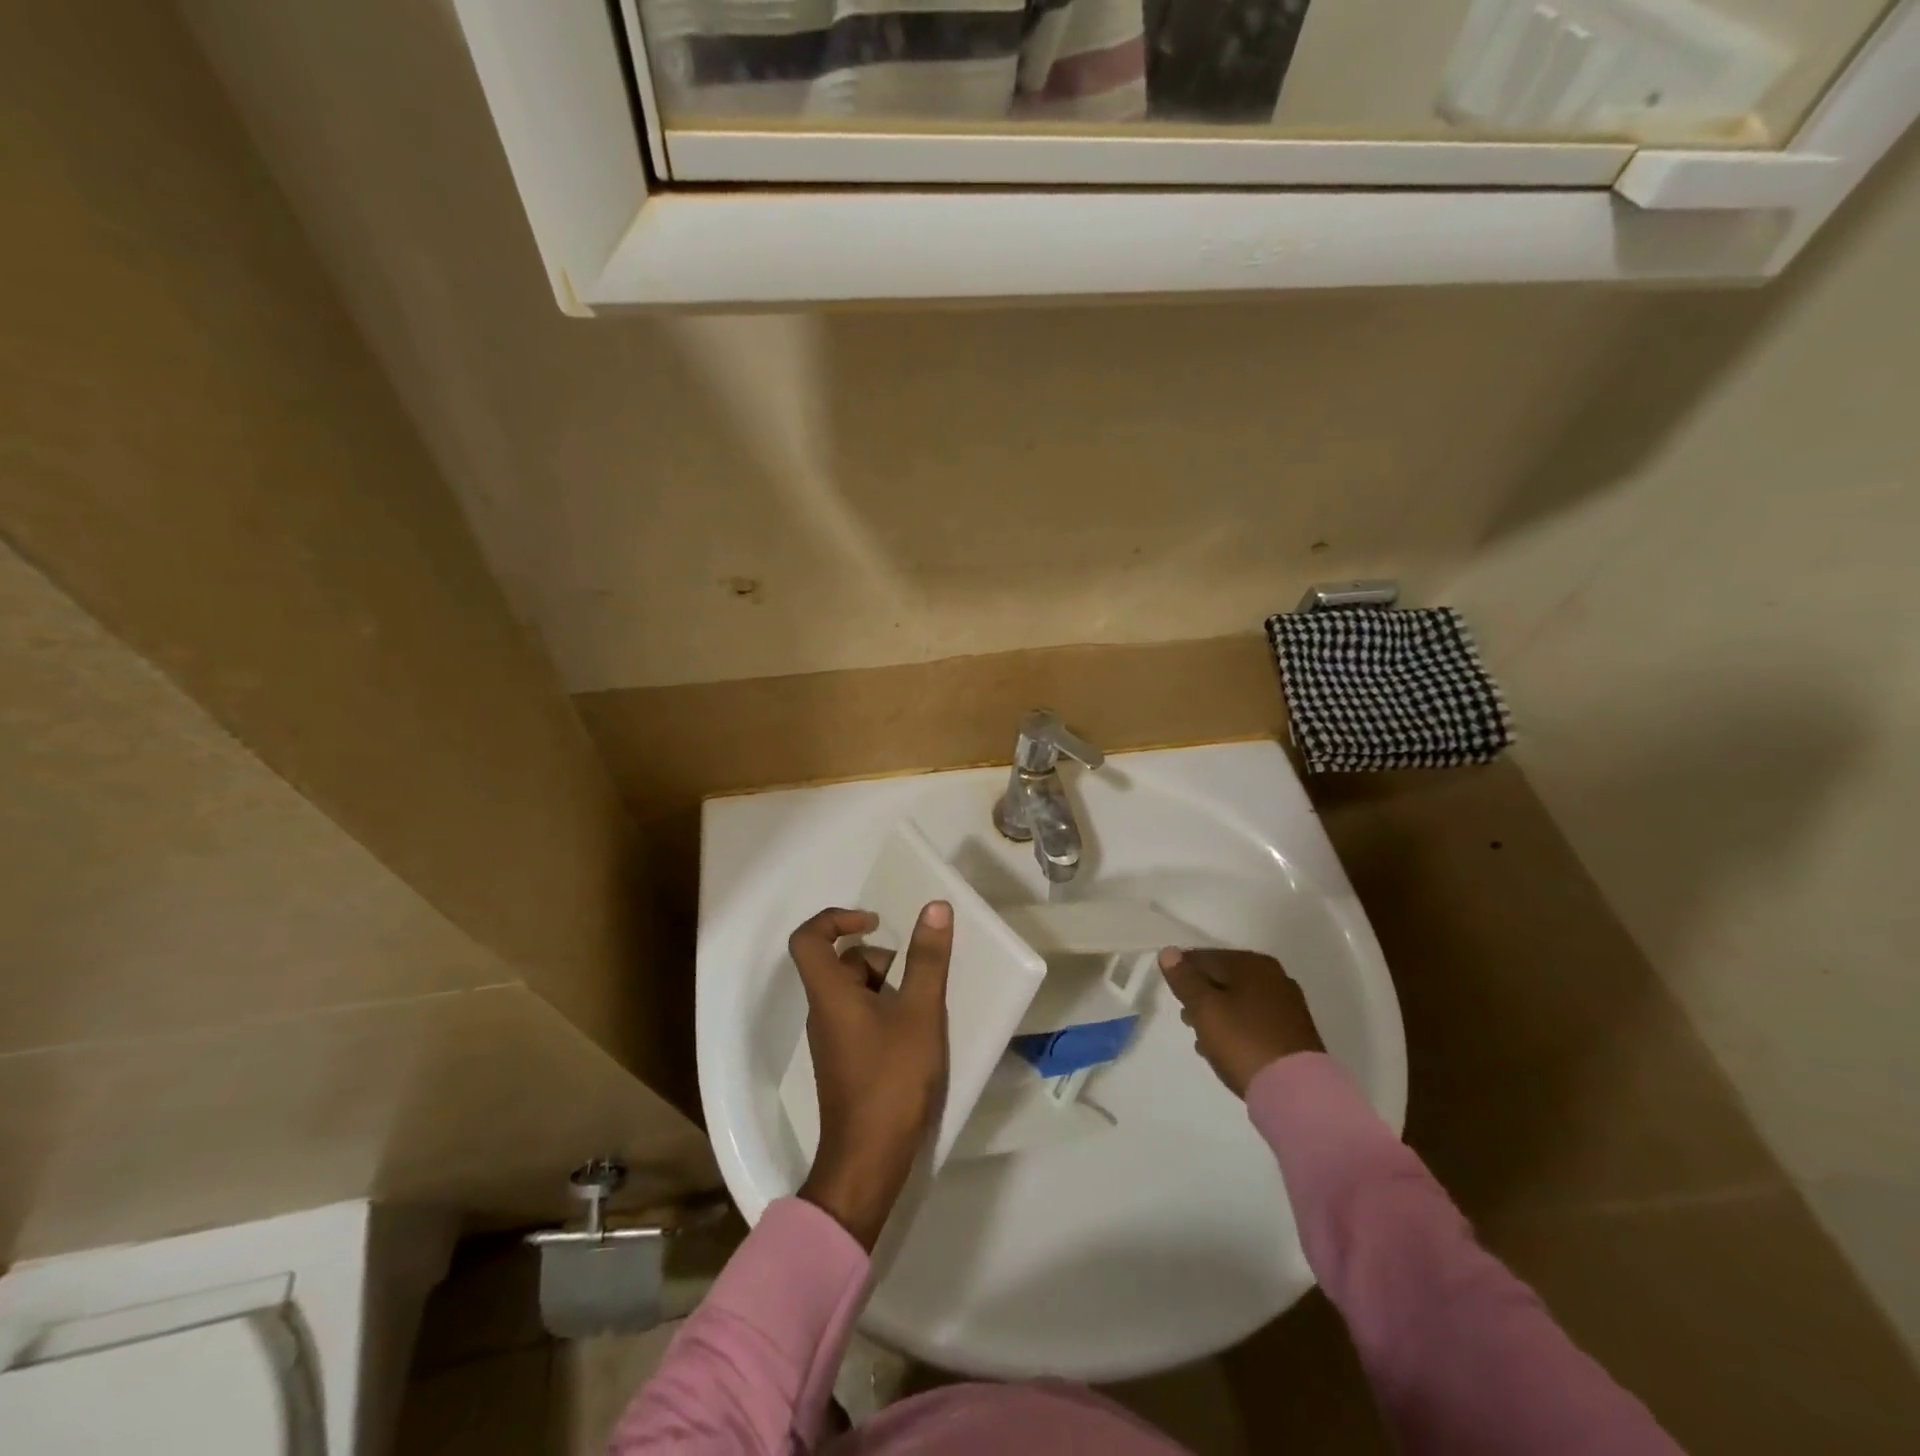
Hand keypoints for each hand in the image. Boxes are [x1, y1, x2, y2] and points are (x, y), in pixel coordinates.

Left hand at [789, 902, 951, 1250]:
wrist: (868, 1161)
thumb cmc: (891, 1080)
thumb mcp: (919, 1013)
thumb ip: (927, 960)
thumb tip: (935, 907)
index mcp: (829, 994)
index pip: (808, 938)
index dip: (835, 918)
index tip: (874, 922)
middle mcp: (823, 1011)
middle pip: (838, 963)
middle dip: (878, 956)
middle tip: (914, 972)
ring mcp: (833, 1039)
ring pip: (852, 991)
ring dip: (886, 984)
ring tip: (922, 1004)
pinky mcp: (846, 1061)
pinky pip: (859, 1016)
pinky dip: (885, 1009)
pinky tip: (916, 1031)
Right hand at [1160, 947, 1323, 1096]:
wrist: (1296, 1094)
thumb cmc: (1242, 1042)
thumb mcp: (1204, 1008)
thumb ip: (1184, 979)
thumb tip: (1169, 952)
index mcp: (1252, 964)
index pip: (1205, 957)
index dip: (1183, 973)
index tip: (1171, 995)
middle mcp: (1274, 977)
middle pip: (1223, 979)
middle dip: (1201, 996)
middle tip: (1187, 1019)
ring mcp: (1287, 1006)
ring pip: (1238, 1001)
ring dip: (1217, 1015)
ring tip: (1202, 1040)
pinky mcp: (1293, 1034)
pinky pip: (1254, 1021)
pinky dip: (1236, 1029)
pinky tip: (1226, 1050)